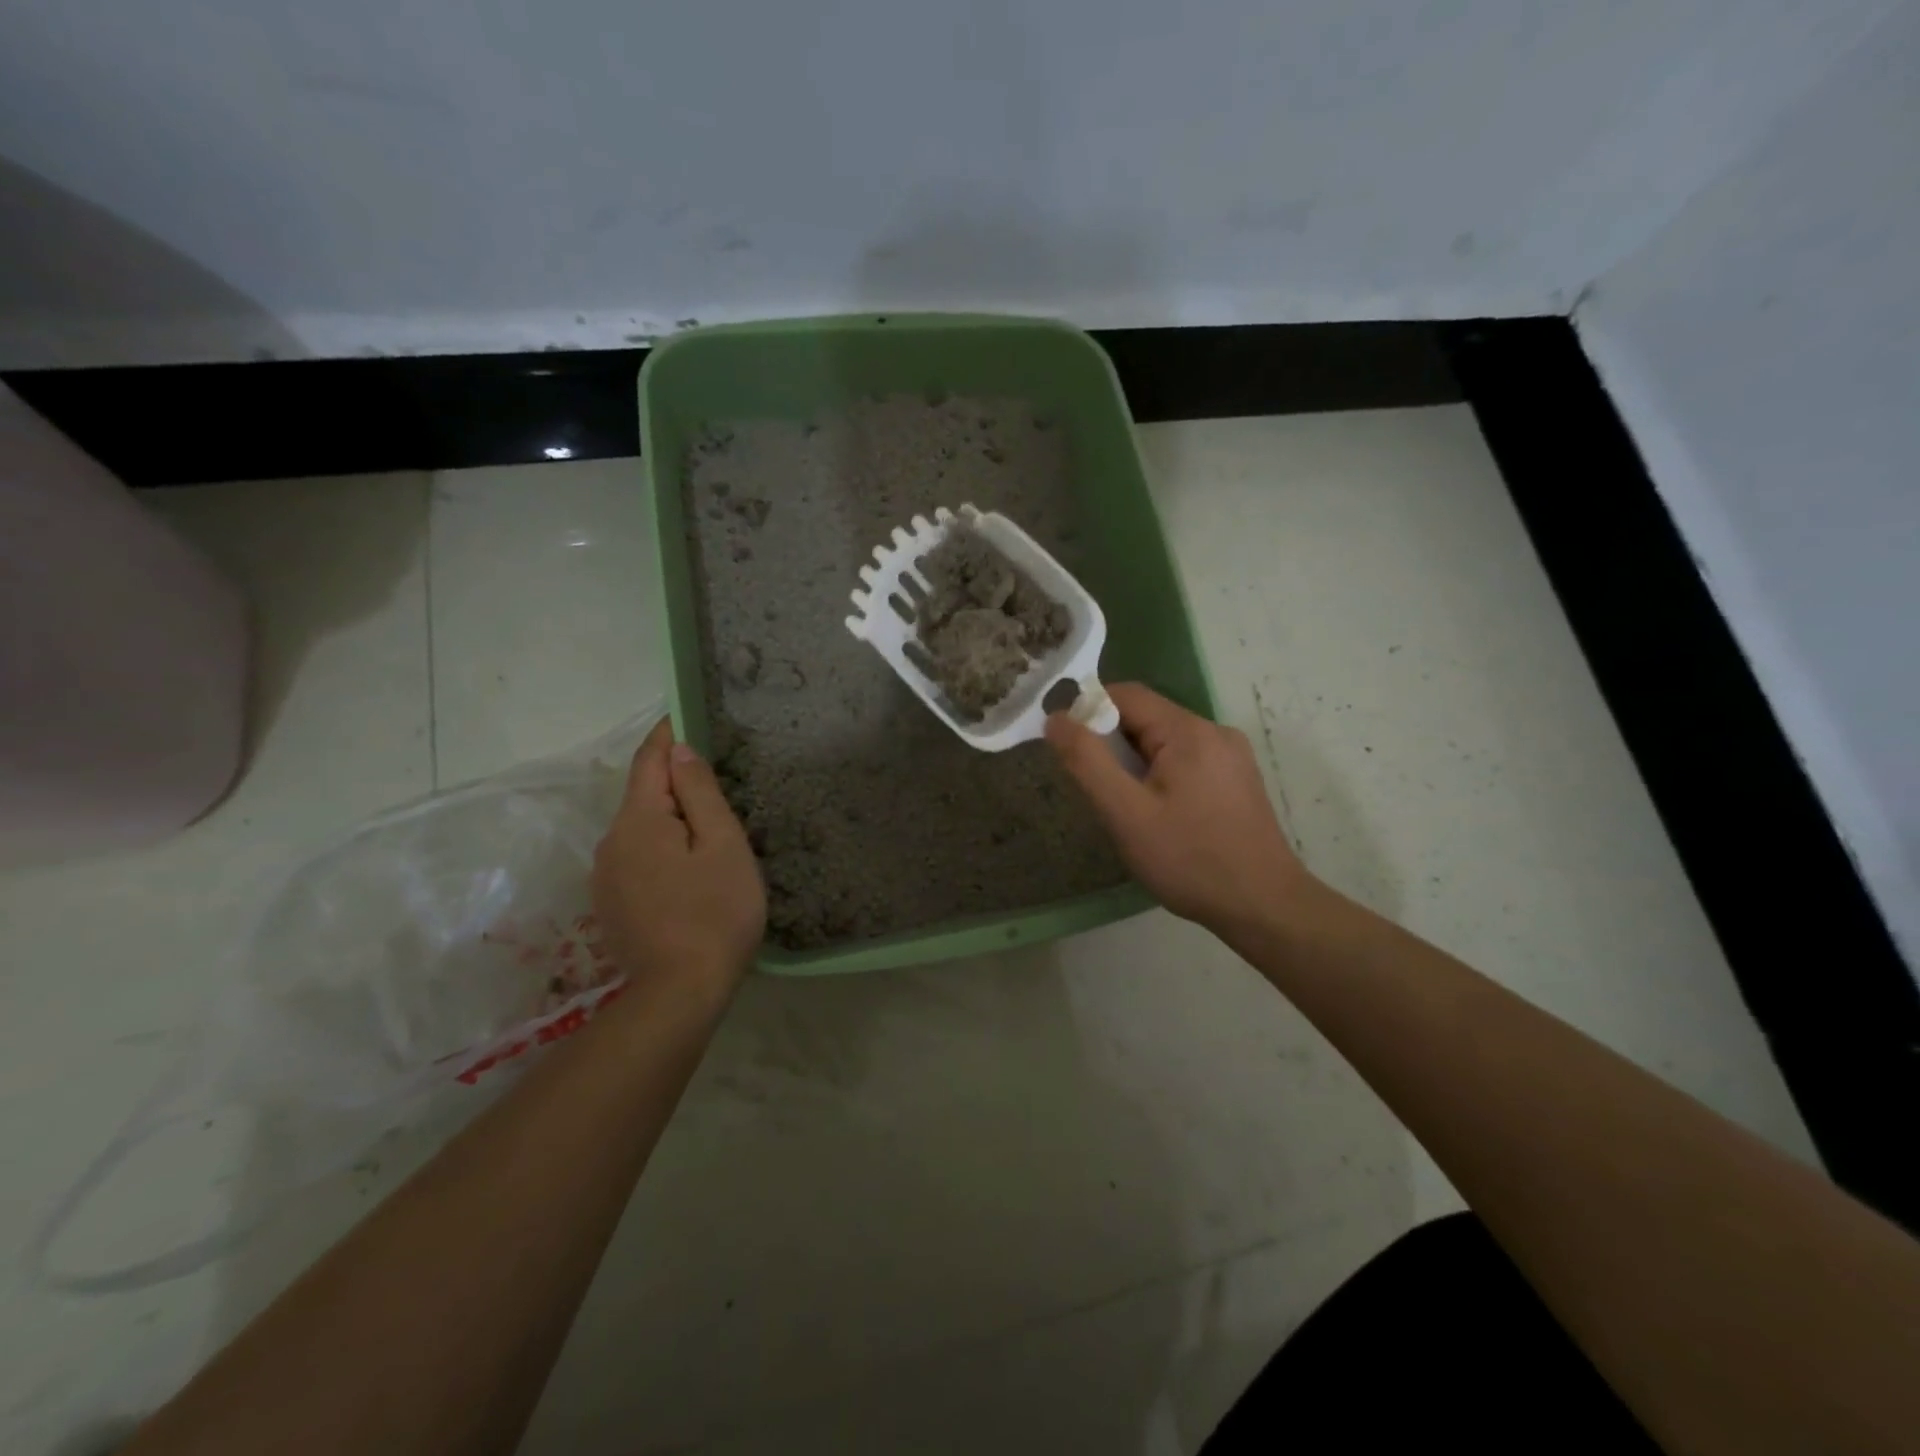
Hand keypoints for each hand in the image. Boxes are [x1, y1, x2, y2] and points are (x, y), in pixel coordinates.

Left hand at [593, 719, 765, 998]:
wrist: (679, 993)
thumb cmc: (715, 912)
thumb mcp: (723, 845)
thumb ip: (700, 793)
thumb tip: (680, 751)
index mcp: (639, 821)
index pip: (650, 761)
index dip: (668, 735)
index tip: (685, 714)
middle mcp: (611, 841)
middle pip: (644, 796)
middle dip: (676, 785)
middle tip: (720, 789)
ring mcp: (606, 876)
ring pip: (641, 831)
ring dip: (671, 822)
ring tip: (710, 838)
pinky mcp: (611, 904)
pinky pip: (637, 859)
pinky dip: (661, 851)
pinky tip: (689, 874)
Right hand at [1045, 684, 1313, 936]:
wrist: (1264, 906)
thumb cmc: (1190, 860)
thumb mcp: (1126, 813)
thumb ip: (1087, 762)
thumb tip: (1056, 719)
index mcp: (1189, 731)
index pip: (1126, 695)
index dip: (1088, 711)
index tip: (1067, 746)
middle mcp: (1215, 731)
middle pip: (1147, 716)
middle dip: (1111, 742)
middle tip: (1094, 785)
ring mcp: (1231, 756)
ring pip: (1165, 740)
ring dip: (1134, 760)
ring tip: (1123, 804)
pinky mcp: (1238, 779)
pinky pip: (1186, 759)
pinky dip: (1160, 773)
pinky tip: (1157, 812)